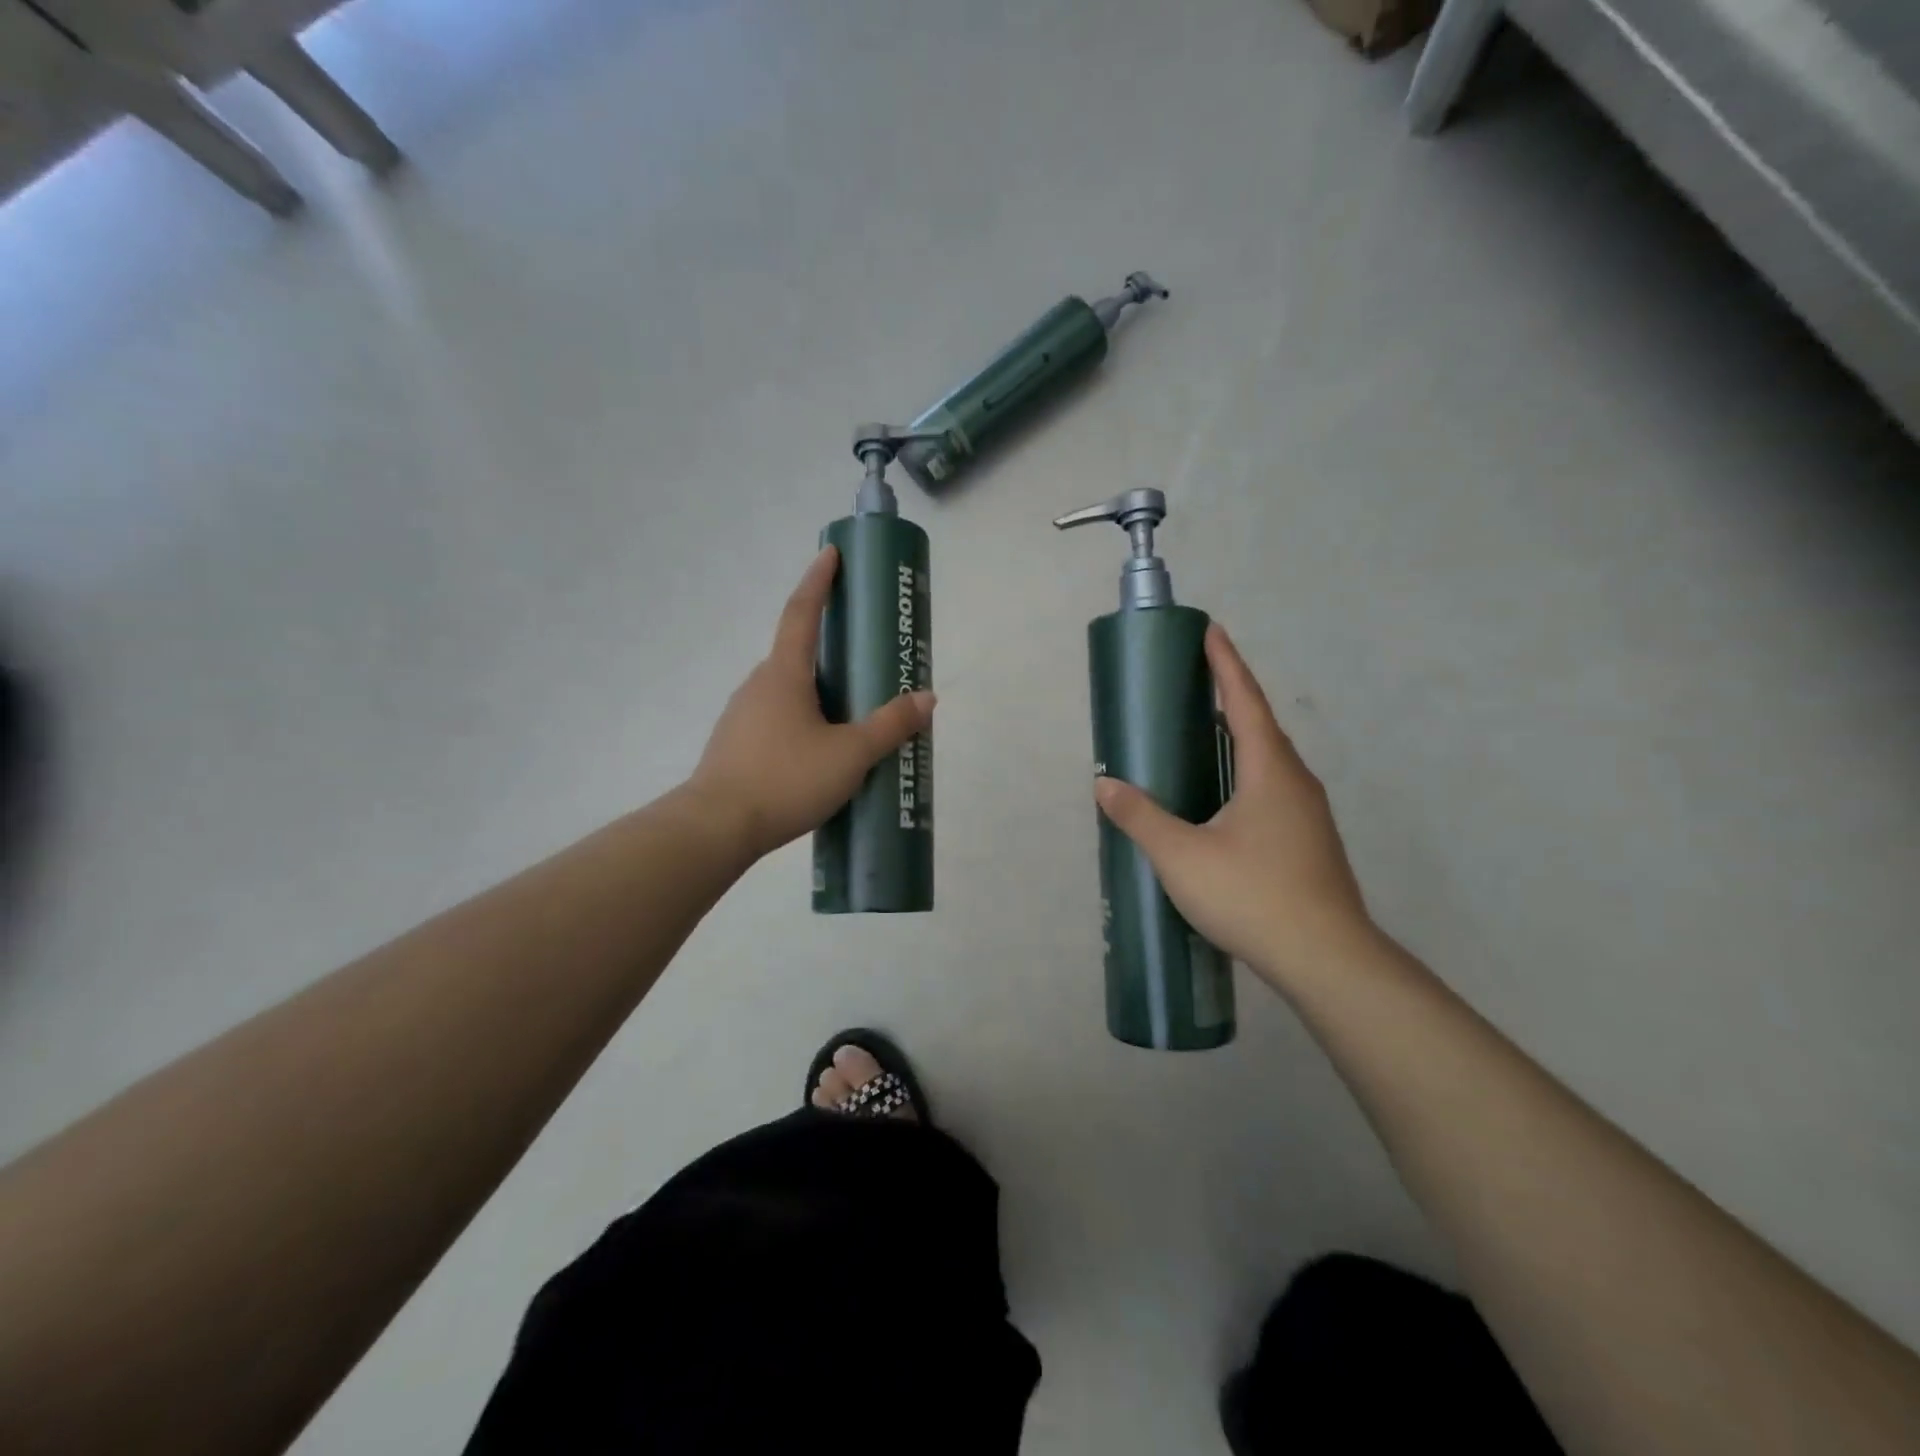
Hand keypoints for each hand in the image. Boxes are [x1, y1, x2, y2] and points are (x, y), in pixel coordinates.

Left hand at [689, 547, 933, 862]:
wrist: (716, 827)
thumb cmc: (785, 779)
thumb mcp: (850, 755)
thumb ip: (889, 725)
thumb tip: (927, 698)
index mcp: (784, 674)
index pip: (802, 612)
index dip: (819, 580)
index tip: (830, 552)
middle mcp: (759, 684)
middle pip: (798, 654)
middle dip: (830, 647)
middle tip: (866, 657)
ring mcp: (742, 715)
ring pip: (789, 691)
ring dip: (819, 691)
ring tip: (852, 714)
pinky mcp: (737, 744)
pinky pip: (778, 719)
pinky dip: (803, 720)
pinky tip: (821, 751)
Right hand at [1093, 624, 1373, 988]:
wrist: (1327, 960)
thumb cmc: (1253, 895)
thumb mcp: (1182, 856)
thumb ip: (1141, 817)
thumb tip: (1104, 786)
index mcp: (1270, 770)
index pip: (1244, 701)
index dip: (1226, 665)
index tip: (1211, 631)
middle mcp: (1296, 782)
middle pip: (1261, 726)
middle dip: (1229, 697)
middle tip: (1195, 682)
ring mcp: (1308, 814)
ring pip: (1269, 762)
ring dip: (1238, 738)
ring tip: (1203, 735)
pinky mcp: (1309, 842)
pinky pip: (1271, 789)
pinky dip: (1245, 774)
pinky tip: (1223, 799)